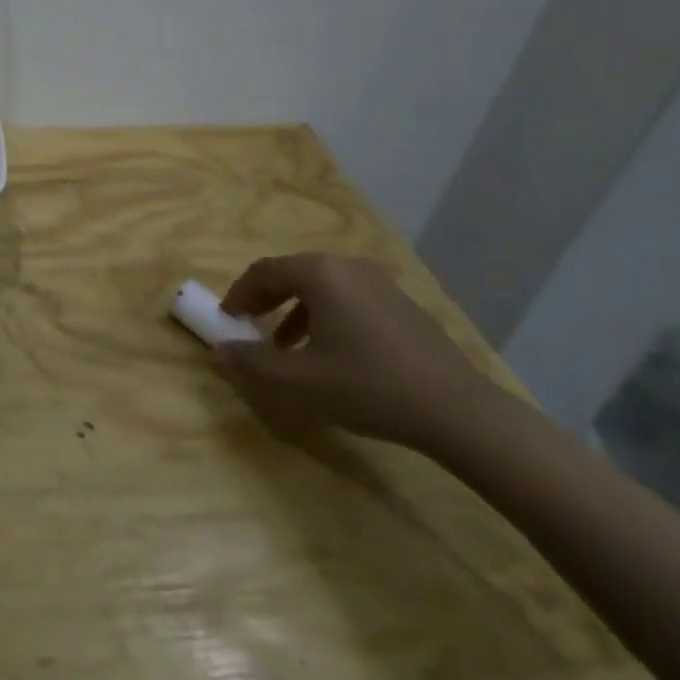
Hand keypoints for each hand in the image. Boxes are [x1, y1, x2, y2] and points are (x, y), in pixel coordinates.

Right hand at [216, 253, 502, 452]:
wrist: (458, 412)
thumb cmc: (368, 387)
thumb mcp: (299, 381)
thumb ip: (252, 363)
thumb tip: (221, 350)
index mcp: (319, 274)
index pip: (263, 272)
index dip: (239, 294)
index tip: (226, 318)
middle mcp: (347, 267)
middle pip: (292, 274)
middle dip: (266, 299)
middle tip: (250, 326)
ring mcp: (379, 283)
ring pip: (321, 287)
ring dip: (294, 310)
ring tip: (286, 346)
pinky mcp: (401, 304)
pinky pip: (348, 298)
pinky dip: (325, 315)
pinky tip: (331, 353)